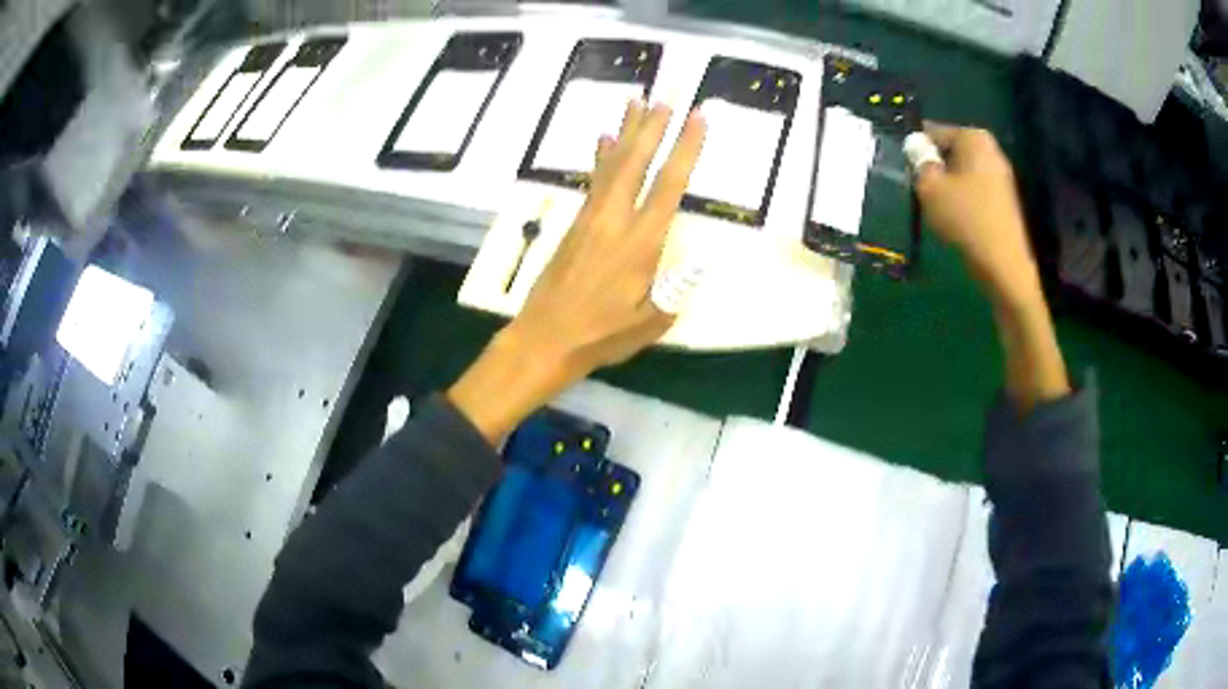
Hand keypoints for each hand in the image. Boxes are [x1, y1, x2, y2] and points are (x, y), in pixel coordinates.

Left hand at [449, 101, 706, 442]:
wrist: (544, 338)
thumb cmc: (600, 335)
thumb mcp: (649, 322)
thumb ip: (675, 289)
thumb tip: (698, 262)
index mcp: (641, 243)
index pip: (669, 185)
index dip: (685, 148)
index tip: (697, 117)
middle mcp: (616, 219)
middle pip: (637, 161)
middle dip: (655, 125)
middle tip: (668, 93)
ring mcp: (591, 218)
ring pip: (613, 163)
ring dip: (627, 130)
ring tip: (637, 100)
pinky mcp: (575, 223)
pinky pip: (594, 179)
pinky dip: (602, 155)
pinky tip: (604, 138)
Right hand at [915, 124, 1068, 410]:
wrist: (1005, 268)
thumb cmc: (967, 220)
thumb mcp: (930, 186)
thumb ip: (918, 160)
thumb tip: (914, 145)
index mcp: (974, 137)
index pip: (932, 132)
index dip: (914, 151)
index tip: (903, 171)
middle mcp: (990, 149)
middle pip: (948, 152)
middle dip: (931, 168)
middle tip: (916, 191)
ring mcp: (1000, 176)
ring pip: (960, 173)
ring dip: (945, 186)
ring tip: (934, 208)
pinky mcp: (1003, 201)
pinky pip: (973, 191)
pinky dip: (960, 200)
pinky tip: (954, 221)